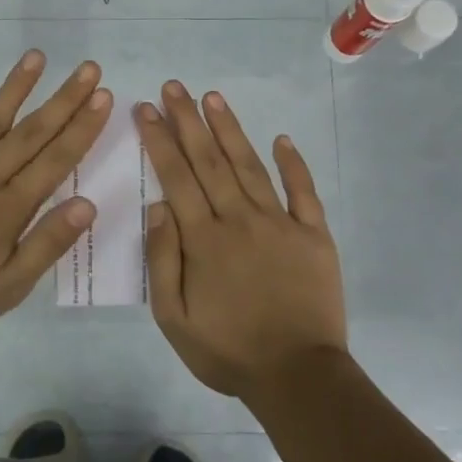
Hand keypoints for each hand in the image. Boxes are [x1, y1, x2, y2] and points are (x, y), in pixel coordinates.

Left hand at [0, 50, 112, 346]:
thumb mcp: (7, 288)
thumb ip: (46, 244)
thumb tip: (88, 204)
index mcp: (9, 207)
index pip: (56, 159)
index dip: (82, 127)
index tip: (104, 96)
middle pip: (30, 132)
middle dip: (63, 99)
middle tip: (89, 68)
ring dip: (14, 88)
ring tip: (37, 58)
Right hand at [135, 81, 346, 401]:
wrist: (297, 375)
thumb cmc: (228, 350)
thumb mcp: (174, 318)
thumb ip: (163, 259)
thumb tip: (157, 206)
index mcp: (204, 239)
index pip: (177, 177)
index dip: (160, 140)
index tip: (147, 109)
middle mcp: (240, 219)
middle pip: (210, 161)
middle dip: (188, 121)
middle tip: (174, 87)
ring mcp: (281, 223)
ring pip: (250, 166)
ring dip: (230, 130)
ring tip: (213, 98)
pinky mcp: (314, 235)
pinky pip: (303, 192)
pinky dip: (293, 164)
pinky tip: (281, 139)